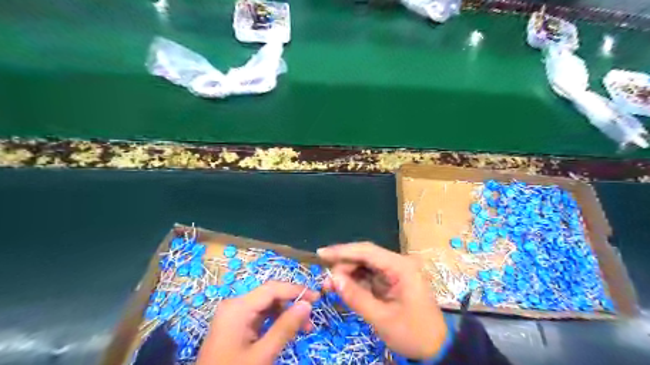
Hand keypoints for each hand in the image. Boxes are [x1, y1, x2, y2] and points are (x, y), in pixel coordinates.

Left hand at [199, 282, 318, 364]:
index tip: (317, 298)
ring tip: (304, 328)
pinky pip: (259, 315)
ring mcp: (233, 314)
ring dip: (285, 313)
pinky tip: (286, 330)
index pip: (272, 289)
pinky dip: (275, 320)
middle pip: (269, 295)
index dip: (296, 290)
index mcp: (238, 307)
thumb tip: (307, 305)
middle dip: (292, 303)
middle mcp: (235, 305)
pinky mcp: (235, 324)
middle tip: (311, 318)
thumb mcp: (262, 354)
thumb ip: (285, 327)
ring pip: (266, 305)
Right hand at [319, 242, 447, 359]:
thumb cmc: (413, 333)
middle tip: (325, 281)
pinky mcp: (390, 282)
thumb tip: (333, 278)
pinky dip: (354, 282)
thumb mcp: (382, 318)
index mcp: (400, 267)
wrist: (436, 348)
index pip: (367, 251)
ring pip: (364, 266)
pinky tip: (342, 288)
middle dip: (343, 266)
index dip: (342, 251)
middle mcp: (397, 264)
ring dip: (347, 274)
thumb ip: (356, 297)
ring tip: (330, 286)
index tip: (321, 253)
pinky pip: (368, 277)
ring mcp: (394, 273)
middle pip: (364, 257)